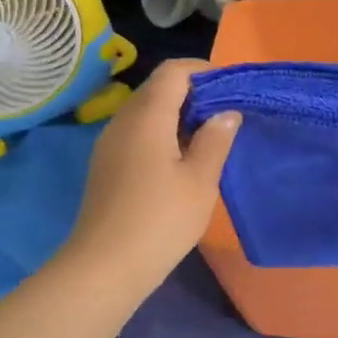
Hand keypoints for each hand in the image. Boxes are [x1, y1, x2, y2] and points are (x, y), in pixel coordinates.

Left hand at [57, 60, 240, 296]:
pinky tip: (180, 162)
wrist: (105, 267)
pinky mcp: (106, 166)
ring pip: (146, 112)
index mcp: (147, 116)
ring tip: (208, 139)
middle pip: (157, 88)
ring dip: (177, 115)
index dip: (203, 70)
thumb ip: (215, 140)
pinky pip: (137, 133)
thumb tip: (225, 112)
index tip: (232, 88)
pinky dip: (161, 134)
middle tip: (225, 115)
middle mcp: (123, 121)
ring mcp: (109, 144)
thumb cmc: (160, 220)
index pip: (173, 72)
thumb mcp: (200, 180)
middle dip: (193, 92)